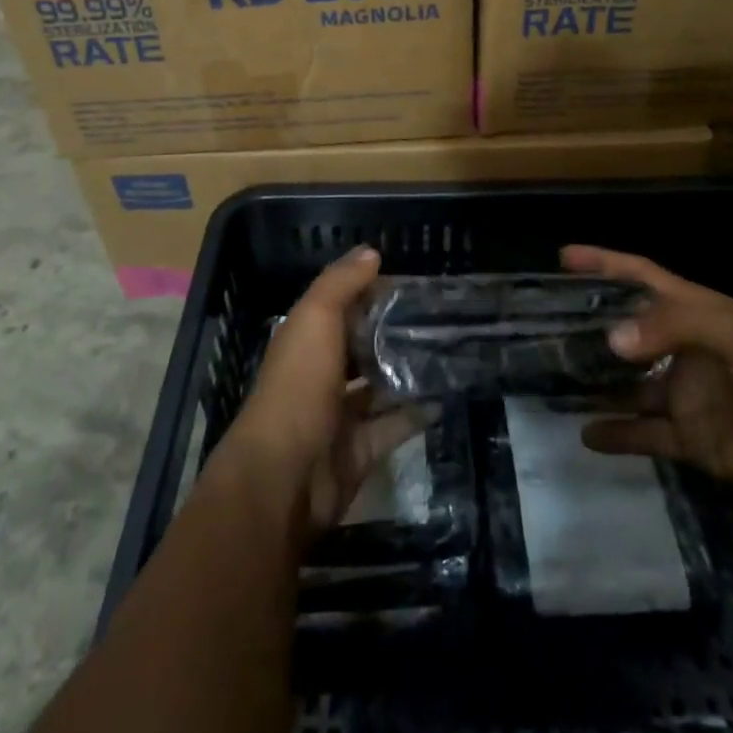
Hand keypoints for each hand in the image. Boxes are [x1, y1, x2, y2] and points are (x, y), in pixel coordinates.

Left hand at [218, 247, 424, 535]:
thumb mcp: (315, 320)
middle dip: (394, 332)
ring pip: (379, 386)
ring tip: (450, 351)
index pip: (341, 306)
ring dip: (407, 372)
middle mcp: (320, 373)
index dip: (371, 291)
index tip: (413, 281)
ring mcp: (339, 415)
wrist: (283, 480)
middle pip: (361, 346)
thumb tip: (371, 251)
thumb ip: (340, 284)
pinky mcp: (359, 451)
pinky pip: (392, 427)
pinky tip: (444, 396)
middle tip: (441, 316)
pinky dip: (415, 414)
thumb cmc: (297, 388)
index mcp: (305, 339)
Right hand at [564, 245, 732, 499]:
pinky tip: (586, 434)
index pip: (640, 277)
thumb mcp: (730, 329)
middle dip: (589, 330)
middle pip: (626, 334)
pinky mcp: (694, 439)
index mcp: (693, 310)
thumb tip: (611, 340)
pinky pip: (647, 435)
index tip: (564, 256)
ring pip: (629, 386)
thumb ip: (670, 328)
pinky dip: (619, 436)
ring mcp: (686, 394)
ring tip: (552, 382)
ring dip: (596, 384)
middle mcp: (682, 348)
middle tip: (540, 331)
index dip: (604, 263)